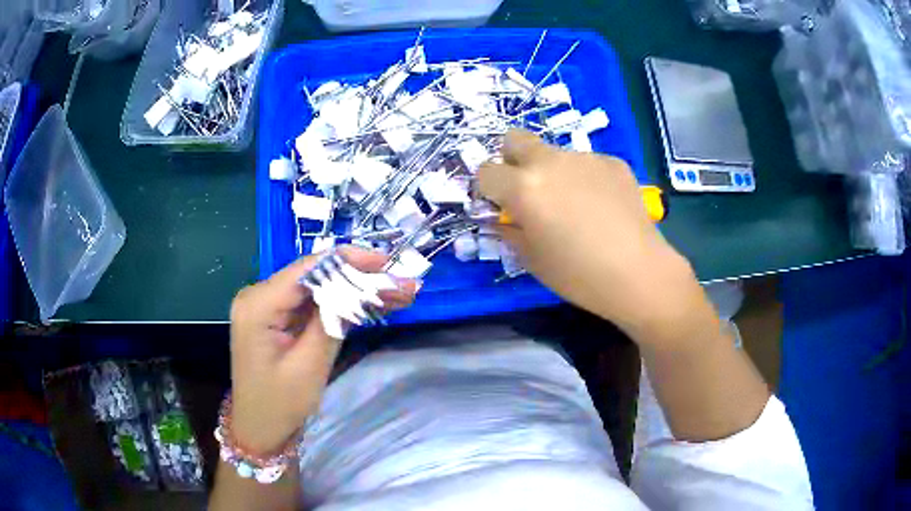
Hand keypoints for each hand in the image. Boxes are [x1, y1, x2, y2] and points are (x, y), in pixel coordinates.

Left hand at [228, 246, 416, 453]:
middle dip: (358, 277)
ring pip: (317, 288)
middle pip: (314, 275)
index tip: (386, 264)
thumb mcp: (309, 366)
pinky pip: (311, 303)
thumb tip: (358, 287)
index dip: (348, 261)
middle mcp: (258, 295)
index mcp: (258, 304)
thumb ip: (330, 321)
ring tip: (396, 293)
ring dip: (354, 290)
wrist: (259, 428)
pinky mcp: (276, 317)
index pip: (308, 269)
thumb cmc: (279, 404)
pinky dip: (340, 303)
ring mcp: (267, 305)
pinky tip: (371, 303)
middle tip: (399, 283)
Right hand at [479, 131, 703, 340]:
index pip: (485, 171)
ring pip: (554, 153)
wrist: (638, 273)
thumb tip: (501, 217)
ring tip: (575, 205)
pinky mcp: (613, 162)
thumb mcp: (531, 259)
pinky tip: (602, 206)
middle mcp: (550, 161)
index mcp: (523, 186)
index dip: (488, 189)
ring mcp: (585, 157)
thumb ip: (508, 230)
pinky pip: (586, 163)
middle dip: (511, 159)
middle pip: (514, 139)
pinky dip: (584, 178)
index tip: (500, 206)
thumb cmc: (578, 275)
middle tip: (527, 190)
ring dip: (552, 171)